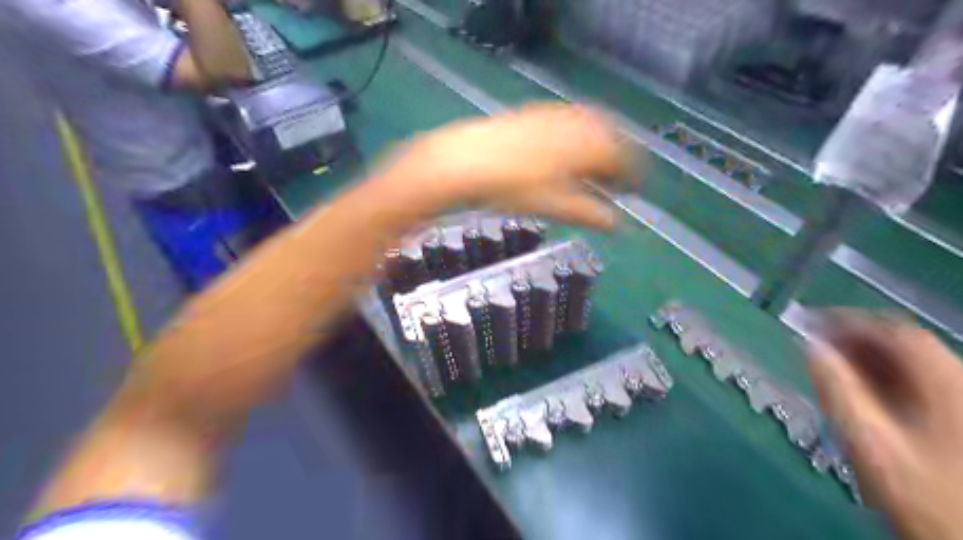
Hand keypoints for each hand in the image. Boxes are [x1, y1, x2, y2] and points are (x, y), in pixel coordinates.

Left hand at [380, 103, 636, 228]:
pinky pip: (567, 123)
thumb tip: (619, 225)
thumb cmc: (513, 189)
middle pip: (610, 138)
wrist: (464, 162)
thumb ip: (591, 214)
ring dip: (597, 148)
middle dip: (617, 160)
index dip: (633, 176)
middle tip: (615, 182)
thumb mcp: (556, 206)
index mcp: (588, 144)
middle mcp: (577, 123)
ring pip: (589, 128)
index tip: (634, 191)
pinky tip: (563, 155)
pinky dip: (576, 139)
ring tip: (591, 171)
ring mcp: (553, 115)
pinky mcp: (533, 114)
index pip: (625, 157)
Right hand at [808, 312, 962, 539]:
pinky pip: (921, 386)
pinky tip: (861, 393)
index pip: (896, 332)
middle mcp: (960, 385)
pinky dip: (886, 380)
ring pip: (913, 366)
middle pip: (907, 346)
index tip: (809, 322)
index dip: (849, 321)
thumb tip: (808, 347)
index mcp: (947, 384)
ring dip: (868, 360)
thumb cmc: (924, 493)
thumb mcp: (871, 443)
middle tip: (814, 345)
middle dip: (855, 340)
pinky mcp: (958, 421)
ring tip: (830, 367)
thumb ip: (837, 390)